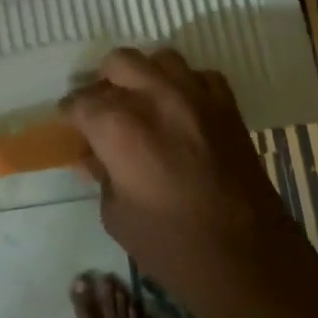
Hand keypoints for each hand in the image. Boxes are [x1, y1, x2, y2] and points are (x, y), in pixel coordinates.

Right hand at [61, 48, 301, 294]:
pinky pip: (199, 76)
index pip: (81, 102)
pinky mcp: (227, 107)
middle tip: (104, 110)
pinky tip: (180, 110)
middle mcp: (155, 98)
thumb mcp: (117, 215)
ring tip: (142, 102)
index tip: (71, 124)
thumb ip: (102, 175)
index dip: (71, 113)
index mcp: (118, 127)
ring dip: (145, 75)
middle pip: (119, 62)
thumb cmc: (171, 245)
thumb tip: (93, 156)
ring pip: (161, 58)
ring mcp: (195, 97)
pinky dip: (185, 85)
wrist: (246, 259)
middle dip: (105, 82)